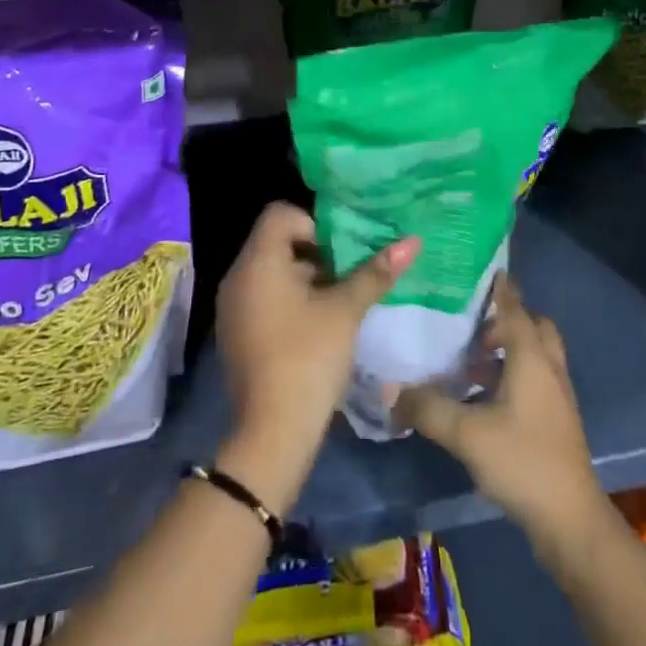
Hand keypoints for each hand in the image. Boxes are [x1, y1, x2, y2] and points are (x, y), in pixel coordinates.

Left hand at [212, 202, 418, 515]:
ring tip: (341, 300)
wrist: (273, 432)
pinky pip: (264, 297)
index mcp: (257, 262)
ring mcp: (232, 307)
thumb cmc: (309, 357)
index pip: (280, 214)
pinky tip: (319, 325)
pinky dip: (291, 300)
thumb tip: (412, 241)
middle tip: (350, 273)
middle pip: (278, 242)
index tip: (342, 251)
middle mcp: (237, 277)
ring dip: (307, 278)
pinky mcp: (236, 333)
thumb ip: (376, 272)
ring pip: (273, 272)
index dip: (315, 223)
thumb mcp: (346, 310)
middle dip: (317, 253)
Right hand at [399, 276, 608, 562]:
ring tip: (472, 364)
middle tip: (474, 328)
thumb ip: (428, 408)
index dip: (502, 290)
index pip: (515, 310)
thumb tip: (390, 388)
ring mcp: (557, 396)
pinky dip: (514, 374)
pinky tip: (485, 398)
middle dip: (507, 321)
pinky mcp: (556, 420)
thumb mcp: (467, 434)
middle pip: (534, 328)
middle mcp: (549, 368)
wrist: (570, 519)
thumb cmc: (522, 461)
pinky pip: (536, 379)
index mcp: (532, 359)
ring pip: (536, 355)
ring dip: (509, 350)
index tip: (490, 270)